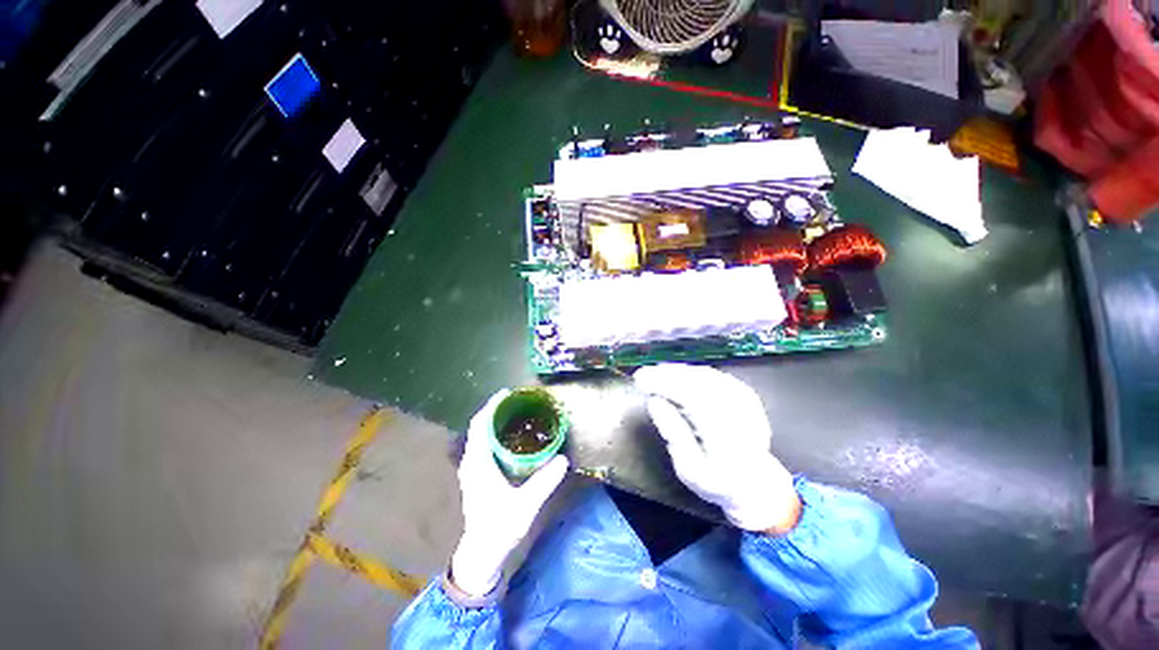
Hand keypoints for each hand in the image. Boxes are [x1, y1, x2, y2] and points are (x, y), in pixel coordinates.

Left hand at [450, 390, 569, 596]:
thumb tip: (563, 460)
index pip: (481, 425)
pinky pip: (482, 450)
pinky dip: (495, 440)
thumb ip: (544, 481)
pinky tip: (512, 445)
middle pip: (479, 429)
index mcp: (478, 463)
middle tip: (520, 405)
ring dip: (495, 427)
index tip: (509, 393)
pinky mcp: (475, 479)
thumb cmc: (501, 525)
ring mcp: (471, 471)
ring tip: (518, 420)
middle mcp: (470, 463)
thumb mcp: (526, 504)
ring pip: (480, 440)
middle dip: (496, 413)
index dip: (492, 406)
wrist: (483, 549)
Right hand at [634, 364, 799, 533]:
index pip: (692, 396)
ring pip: (711, 376)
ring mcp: (748, 402)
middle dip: (670, 374)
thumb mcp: (689, 469)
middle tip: (644, 375)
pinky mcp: (749, 398)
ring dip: (683, 372)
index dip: (665, 384)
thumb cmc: (716, 482)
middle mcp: (739, 411)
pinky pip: (720, 378)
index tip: (640, 380)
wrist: (754, 484)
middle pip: (701, 382)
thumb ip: (674, 435)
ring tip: (658, 373)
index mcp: (723, 433)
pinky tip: (682, 376)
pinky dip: (698, 375)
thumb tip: (655, 402)